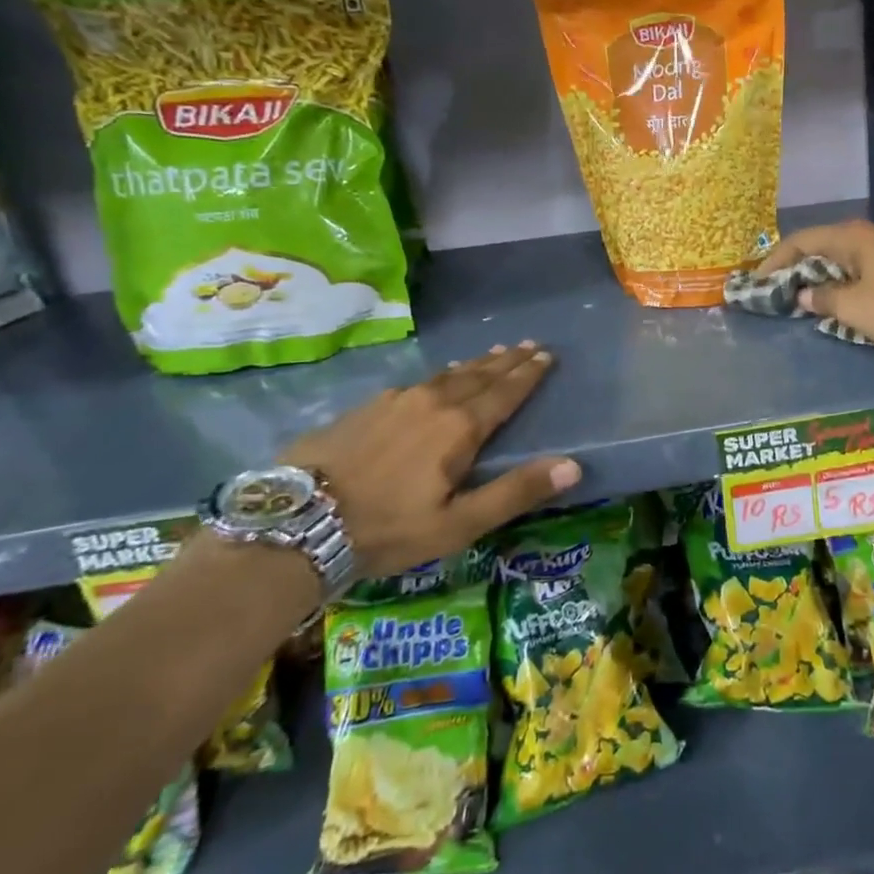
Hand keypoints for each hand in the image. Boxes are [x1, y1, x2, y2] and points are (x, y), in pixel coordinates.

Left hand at [283, 342, 580, 578]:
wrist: (299, 522)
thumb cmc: (388, 528)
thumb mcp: (459, 523)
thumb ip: (516, 492)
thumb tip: (574, 465)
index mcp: (460, 428)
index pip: (505, 392)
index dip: (528, 374)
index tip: (547, 355)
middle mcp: (432, 402)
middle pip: (479, 375)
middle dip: (507, 360)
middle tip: (528, 344)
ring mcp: (396, 400)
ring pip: (447, 374)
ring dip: (475, 364)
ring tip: (493, 353)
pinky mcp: (367, 407)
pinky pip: (418, 381)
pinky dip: (441, 375)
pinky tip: (437, 378)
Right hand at [756, 220, 873, 350]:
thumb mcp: (853, 307)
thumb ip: (823, 298)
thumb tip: (803, 295)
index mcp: (851, 237)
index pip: (801, 241)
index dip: (775, 261)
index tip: (758, 282)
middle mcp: (869, 233)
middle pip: (823, 246)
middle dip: (799, 268)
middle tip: (780, 289)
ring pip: (845, 257)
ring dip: (824, 275)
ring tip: (808, 297)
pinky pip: (865, 267)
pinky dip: (847, 280)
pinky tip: (844, 297)